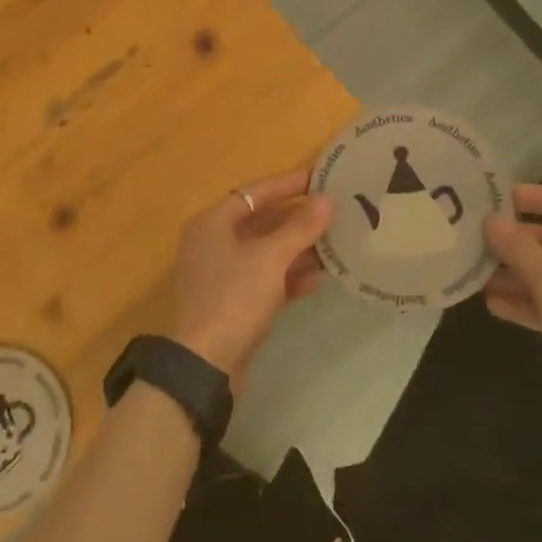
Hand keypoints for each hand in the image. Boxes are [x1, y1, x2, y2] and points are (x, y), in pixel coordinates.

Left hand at [168, 169, 334, 381]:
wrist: (205, 365)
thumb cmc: (233, 298)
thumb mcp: (270, 259)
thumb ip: (300, 228)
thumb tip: (326, 200)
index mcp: (213, 223)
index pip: (255, 192)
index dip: (287, 183)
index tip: (320, 177)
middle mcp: (214, 243)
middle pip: (262, 222)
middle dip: (298, 219)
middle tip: (334, 210)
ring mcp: (223, 275)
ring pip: (267, 252)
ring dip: (298, 248)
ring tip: (335, 242)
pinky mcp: (234, 302)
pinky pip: (266, 279)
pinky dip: (289, 277)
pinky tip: (319, 278)